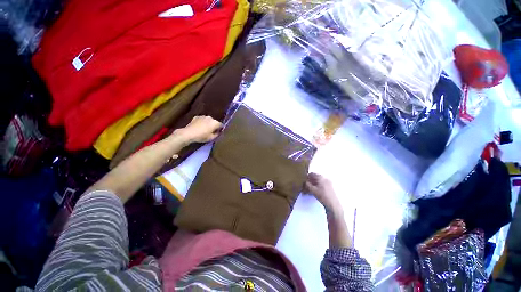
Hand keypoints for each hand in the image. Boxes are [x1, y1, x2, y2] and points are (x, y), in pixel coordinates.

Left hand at [176, 116, 222, 143]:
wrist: (188, 133)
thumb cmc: (202, 136)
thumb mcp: (211, 138)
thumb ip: (217, 134)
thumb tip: (218, 132)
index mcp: (215, 123)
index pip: (221, 125)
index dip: (220, 129)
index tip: (218, 133)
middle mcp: (210, 118)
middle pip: (214, 122)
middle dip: (214, 126)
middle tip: (211, 131)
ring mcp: (203, 116)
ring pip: (208, 120)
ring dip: (208, 124)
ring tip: (204, 129)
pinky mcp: (197, 117)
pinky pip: (202, 120)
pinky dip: (202, 122)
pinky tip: (199, 127)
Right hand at [305, 173, 342, 214]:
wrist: (333, 204)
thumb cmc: (322, 196)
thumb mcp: (313, 190)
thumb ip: (307, 184)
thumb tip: (304, 182)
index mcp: (321, 177)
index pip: (312, 174)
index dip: (306, 177)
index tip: (303, 181)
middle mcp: (325, 178)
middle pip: (315, 178)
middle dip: (309, 182)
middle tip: (305, 187)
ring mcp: (328, 183)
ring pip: (317, 182)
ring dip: (312, 186)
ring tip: (307, 191)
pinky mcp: (329, 188)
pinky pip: (321, 186)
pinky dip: (316, 188)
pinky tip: (313, 193)